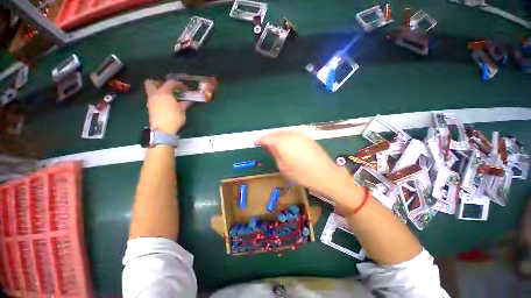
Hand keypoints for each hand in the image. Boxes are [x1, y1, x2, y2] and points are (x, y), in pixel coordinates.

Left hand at [144, 79, 191, 134]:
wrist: (163, 129)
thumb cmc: (174, 117)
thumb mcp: (182, 110)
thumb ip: (185, 104)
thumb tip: (189, 101)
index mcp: (164, 93)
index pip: (170, 83)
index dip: (178, 84)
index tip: (184, 88)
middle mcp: (155, 94)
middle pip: (150, 83)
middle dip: (158, 83)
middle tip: (168, 88)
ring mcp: (151, 101)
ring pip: (151, 91)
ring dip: (159, 92)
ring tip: (169, 97)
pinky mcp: (150, 108)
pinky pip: (153, 99)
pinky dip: (159, 99)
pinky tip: (166, 104)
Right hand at [255, 131, 355, 198]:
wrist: (325, 173)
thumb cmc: (301, 174)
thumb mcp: (283, 166)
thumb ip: (274, 153)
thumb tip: (268, 145)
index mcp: (283, 142)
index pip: (267, 137)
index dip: (260, 140)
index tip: (256, 143)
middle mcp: (290, 135)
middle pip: (275, 133)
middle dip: (268, 137)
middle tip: (263, 144)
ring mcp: (300, 134)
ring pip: (283, 132)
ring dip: (277, 137)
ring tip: (273, 144)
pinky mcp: (306, 137)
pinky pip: (291, 134)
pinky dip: (285, 137)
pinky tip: (285, 143)